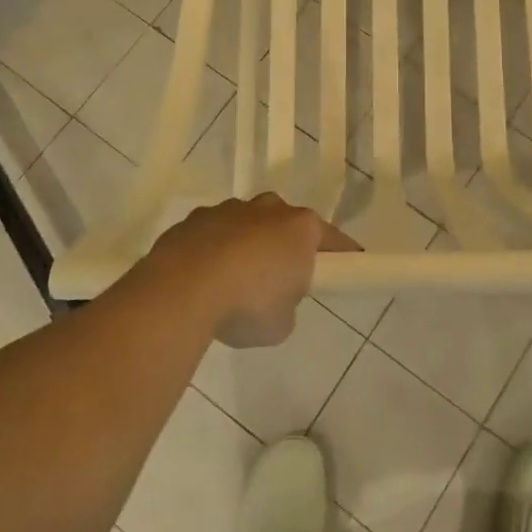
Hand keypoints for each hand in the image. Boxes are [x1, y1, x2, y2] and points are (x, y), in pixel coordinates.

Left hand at [142, 193, 358, 347]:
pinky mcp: (194, 219)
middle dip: (285, 247)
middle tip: (279, 282)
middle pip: (286, 225)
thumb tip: (274, 299)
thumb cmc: (247, 304)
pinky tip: (203, 281)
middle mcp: (268, 209)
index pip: (333, 240)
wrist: (182, 288)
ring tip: (233, 285)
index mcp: (300, 227)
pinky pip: (213, 235)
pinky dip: (213, 252)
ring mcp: (229, 209)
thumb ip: (287, 305)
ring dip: (246, 247)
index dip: (343, 256)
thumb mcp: (282, 323)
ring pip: (247, 225)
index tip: (348, 267)